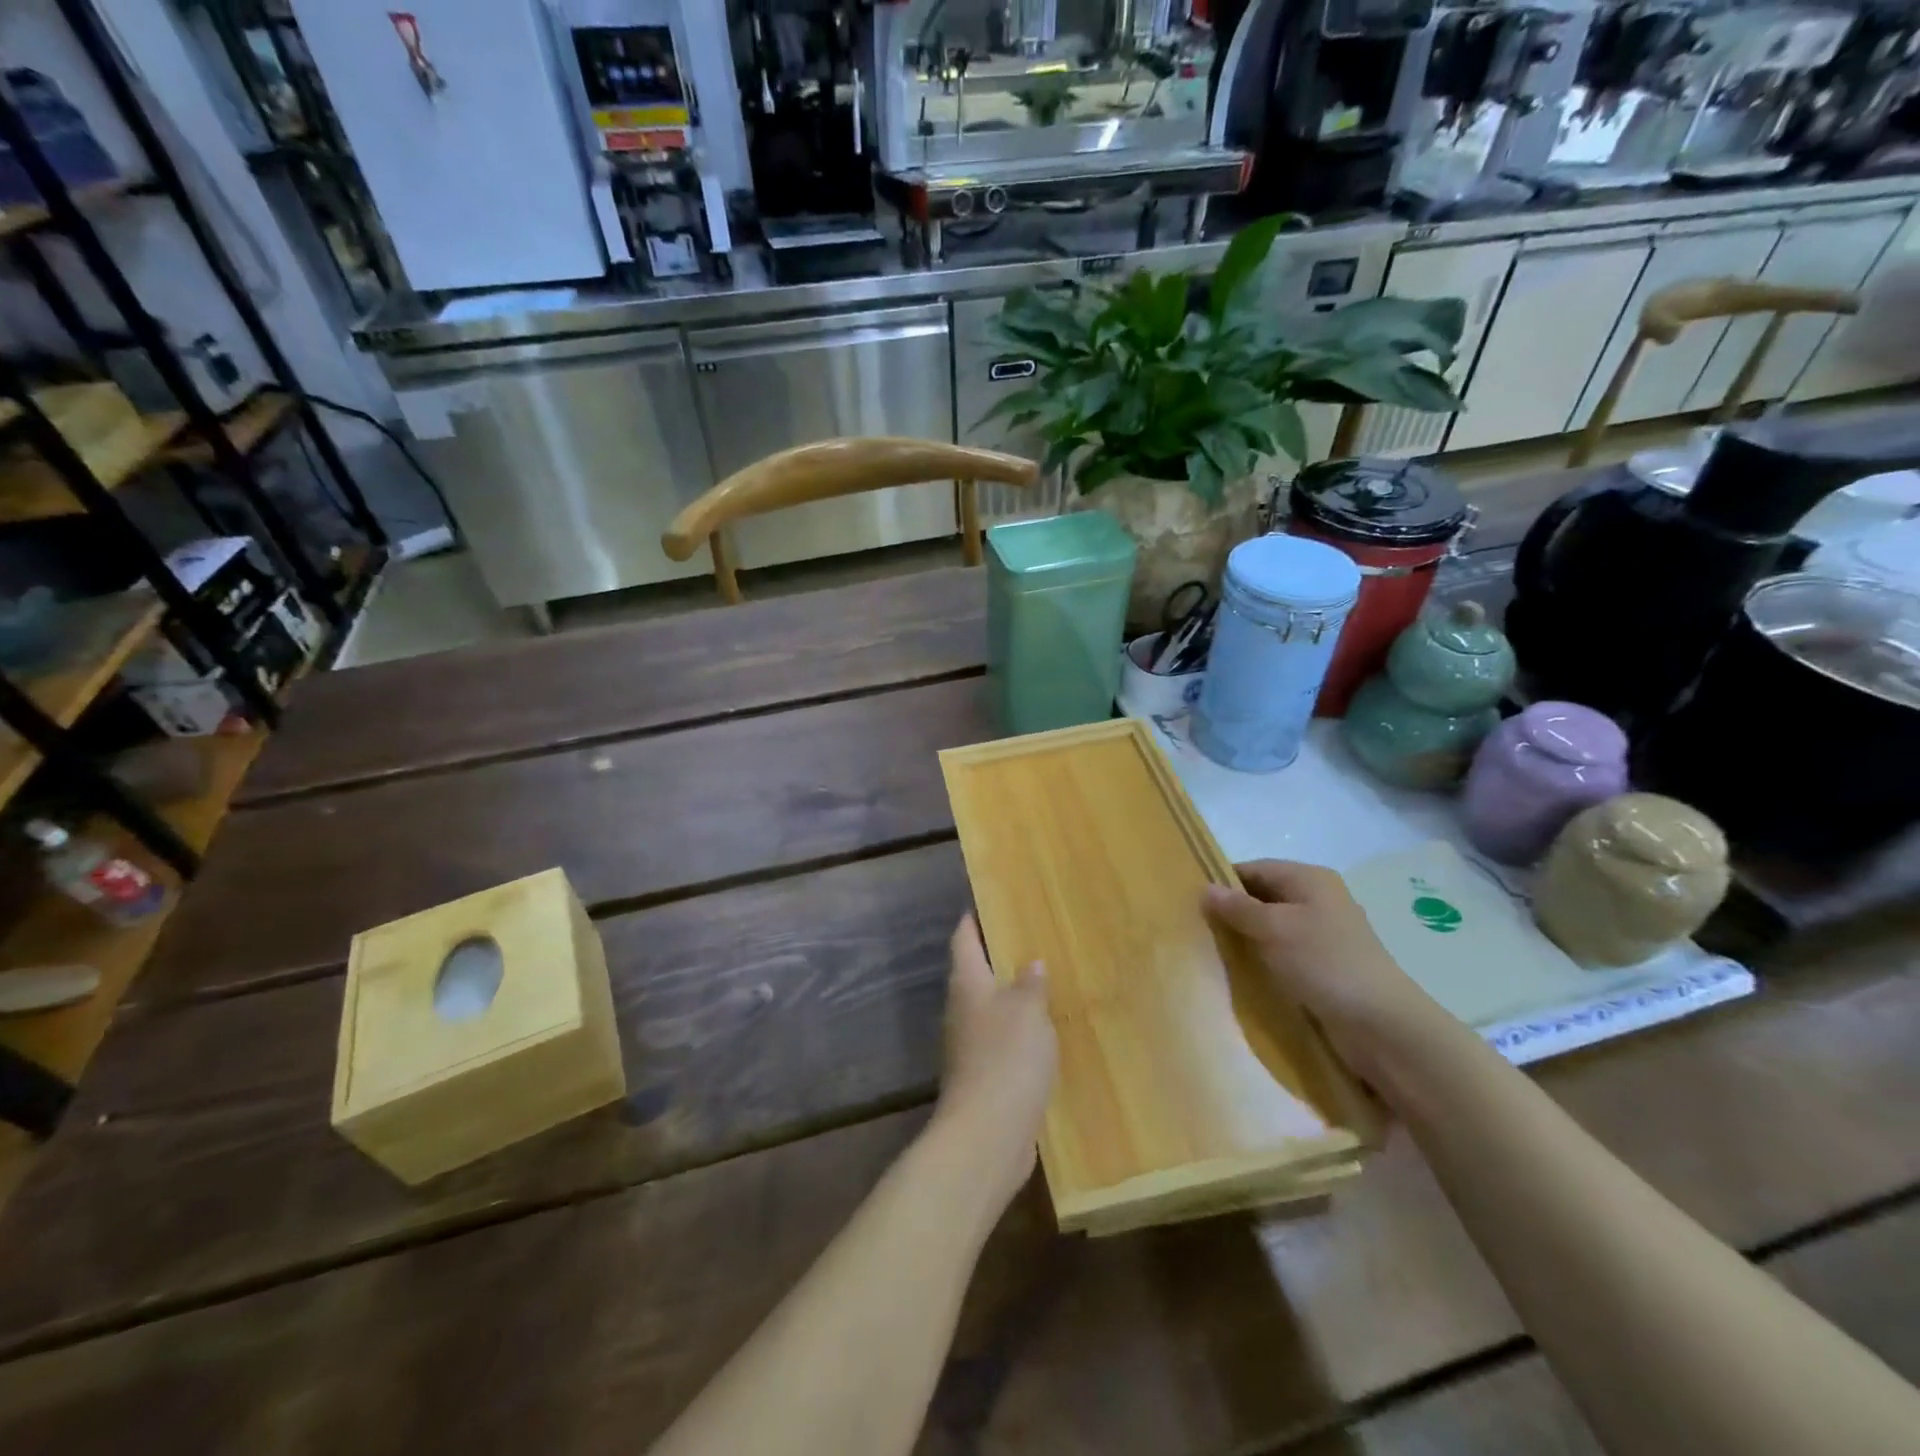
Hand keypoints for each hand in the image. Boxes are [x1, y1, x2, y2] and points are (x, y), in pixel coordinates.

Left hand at [934, 915, 1056, 1210]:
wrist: (988, 1135)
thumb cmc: (1006, 1057)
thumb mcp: (1028, 1011)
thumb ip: (1031, 984)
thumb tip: (1031, 963)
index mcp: (967, 984)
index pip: (964, 940)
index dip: (972, 920)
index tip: (986, 903)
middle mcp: (961, 1010)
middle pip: (974, 974)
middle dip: (996, 958)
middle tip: (1027, 940)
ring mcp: (968, 1046)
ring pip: (988, 1010)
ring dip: (1009, 998)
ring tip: (1041, 984)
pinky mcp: (982, 1077)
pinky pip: (1000, 1042)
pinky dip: (1017, 1033)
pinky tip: (1041, 1034)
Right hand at [1203, 859, 1442, 1079]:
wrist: (1381, 1025)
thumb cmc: (1324, 963)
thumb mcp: (1274, 929)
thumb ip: (1238, 908)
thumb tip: (1206, 888)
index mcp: (1310, 879)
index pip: (1255, 868)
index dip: (1224, 881)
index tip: (1192, 901)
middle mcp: (1319, 899)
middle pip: (1264, 895)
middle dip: (1233, 910)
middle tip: (1197, 927)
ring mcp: (1324, 933)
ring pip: (1273, 926)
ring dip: (1247, 937)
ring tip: (1213, 949)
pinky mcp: (1325, 964)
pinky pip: (1285, 951)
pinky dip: (1264, 957)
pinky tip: (1243, 971)